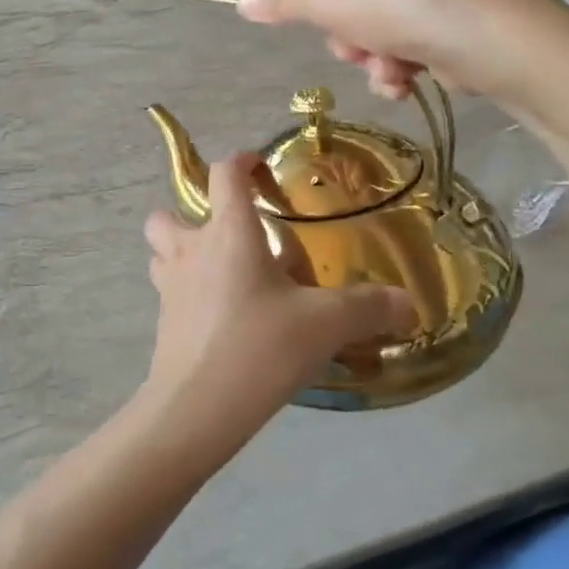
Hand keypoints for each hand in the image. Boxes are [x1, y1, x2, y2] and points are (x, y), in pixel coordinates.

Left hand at [139, 155, 411, 454]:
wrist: (197, 406)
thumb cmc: (260, 346)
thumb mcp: (325, 324)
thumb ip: (368, 308)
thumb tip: (407, 302)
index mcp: (228, 233)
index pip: (224, 175)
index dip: (242, 162)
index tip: (260, 168)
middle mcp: (190, 250)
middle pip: (169, 213)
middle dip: (192, 215)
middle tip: (232, 238)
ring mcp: (169, 287)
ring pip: (161, 252)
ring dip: (183, 253)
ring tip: (224, 274)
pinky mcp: (163, 322)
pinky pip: (169, 292)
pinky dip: (189, 293)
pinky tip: (223, 318)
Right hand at [229, 0, 567, 103]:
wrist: (495, 43)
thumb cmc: (405, 6)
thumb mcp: (331, 3)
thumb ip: (282, 2)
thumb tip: (241, 2)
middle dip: (335, 28)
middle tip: (348, 41)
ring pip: (355, 22)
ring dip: (363, 52)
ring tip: (388, 63)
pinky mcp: (428, 11)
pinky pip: (384, 38)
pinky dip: (388, 63)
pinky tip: (406, 77)